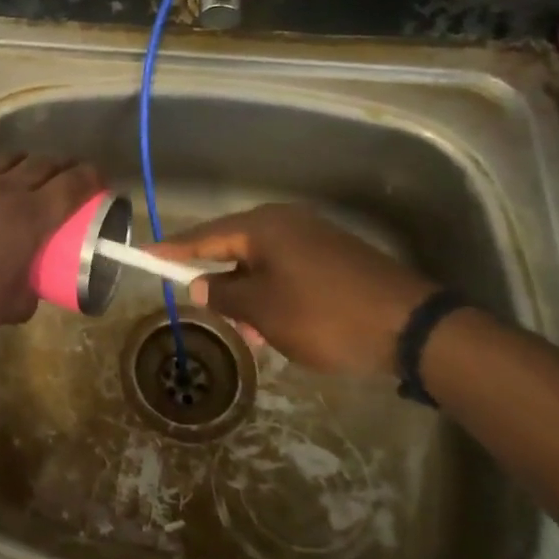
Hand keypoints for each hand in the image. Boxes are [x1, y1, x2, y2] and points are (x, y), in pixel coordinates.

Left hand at [0, 149, 102, 339]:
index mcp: (32, 217)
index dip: (91, 176)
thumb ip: (30, 292)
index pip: (73, 183)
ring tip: (24, 172)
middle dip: (61, 166)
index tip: (98, 179)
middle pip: (44, 163)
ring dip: (23, 161)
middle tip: (65, 176)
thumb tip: (32, 288)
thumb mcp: (13, 306)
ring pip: (8, 156)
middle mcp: (7, 189)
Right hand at [149, 203, 436, 378]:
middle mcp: (286, 223)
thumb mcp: (265, 311)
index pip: (205, 235)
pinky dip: (275, 296)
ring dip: (250, 296)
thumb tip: (200, 283)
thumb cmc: (326, 315)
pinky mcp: (336, 258)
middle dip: (219, 282)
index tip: (145, 254)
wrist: (413, 327)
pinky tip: (280, 329)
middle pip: (235, 248)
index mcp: (264, 227)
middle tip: (204, 309)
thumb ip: (225, 294)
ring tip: (252, 336)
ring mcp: (315, 238)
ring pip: (264, 265)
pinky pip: (289, 272)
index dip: (174, 248)